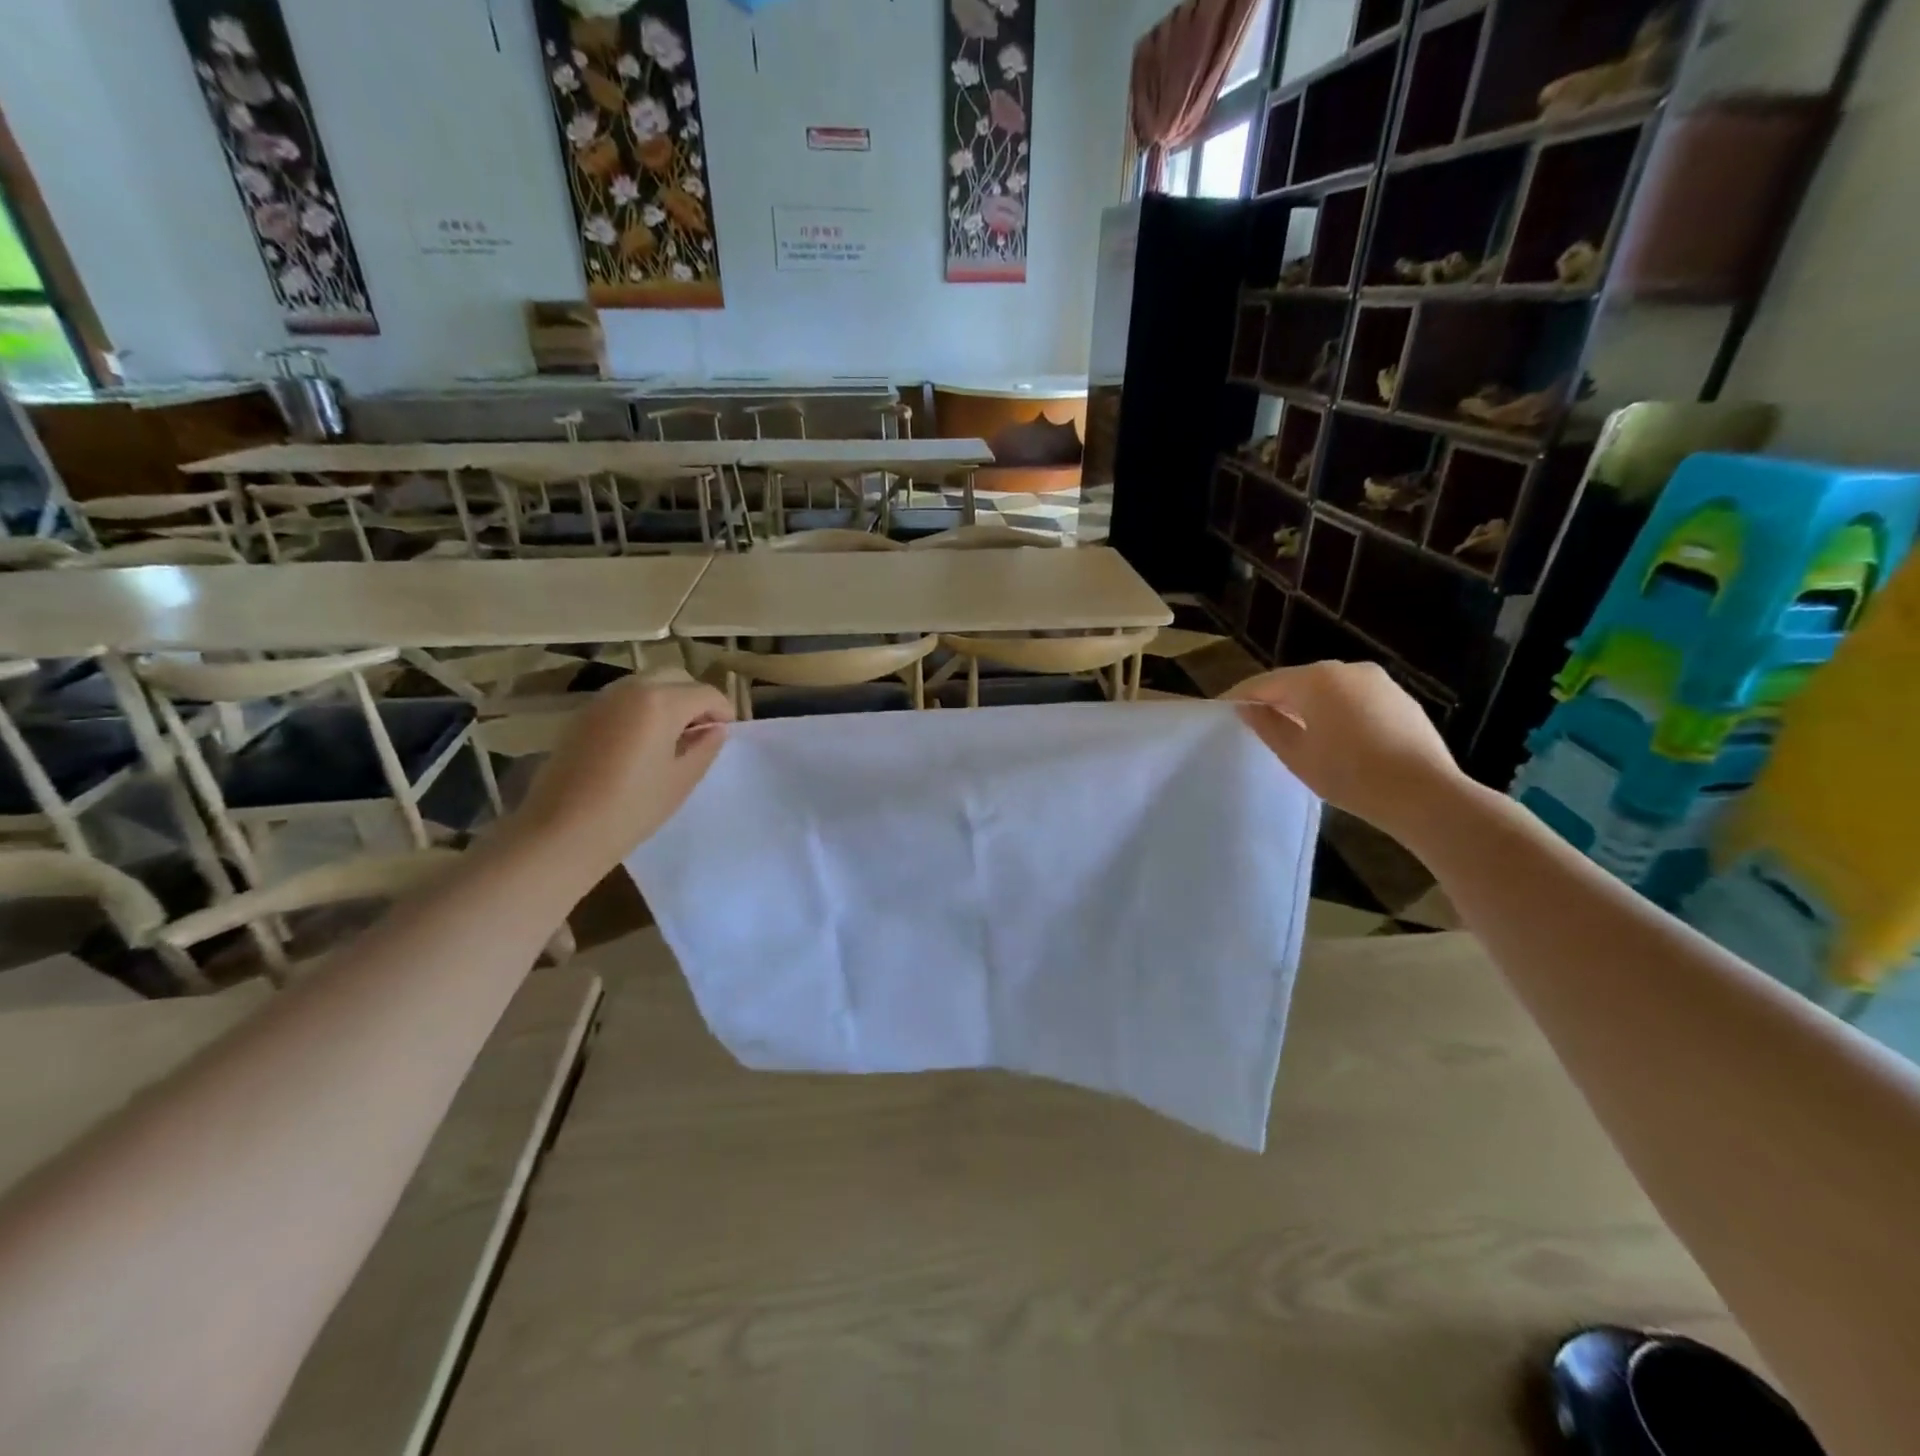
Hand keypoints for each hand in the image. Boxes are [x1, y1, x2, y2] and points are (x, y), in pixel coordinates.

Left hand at [505, 678, 732, 878]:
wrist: (562, 830)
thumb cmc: (632, 807)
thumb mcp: (681, 780)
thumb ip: (705, 748)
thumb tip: (715, 730)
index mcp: (661, 702)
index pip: (705, 694)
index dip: (723, 711)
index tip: (727, 733)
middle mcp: (631, 689)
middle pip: (675, 678)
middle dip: (694, 699)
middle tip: (702, 732)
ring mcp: (602, 700)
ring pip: (647, 685)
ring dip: (667, 701)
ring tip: (672, 738)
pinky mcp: (582, 716)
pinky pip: (623, 701)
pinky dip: (641, 710)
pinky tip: (641, 744)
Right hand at [1226, 662, 1466, 843]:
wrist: (1424, 794)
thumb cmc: (1349, 774)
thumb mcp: (1296, 755)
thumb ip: (1267, 726)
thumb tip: (1248, 709)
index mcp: (1315, 680)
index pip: (1265, 683)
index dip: (1241, 697)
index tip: (1223, 710)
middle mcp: (1346, 669)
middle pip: (1298, 681)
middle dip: (1275, 699)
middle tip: (1256, 722)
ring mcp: (1378, 682)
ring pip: (1328, 689)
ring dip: (1307, 705)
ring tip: (1294, 731)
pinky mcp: (1400, 699)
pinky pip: (1355, 698)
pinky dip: (1337, 711)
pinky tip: (1335, 737)